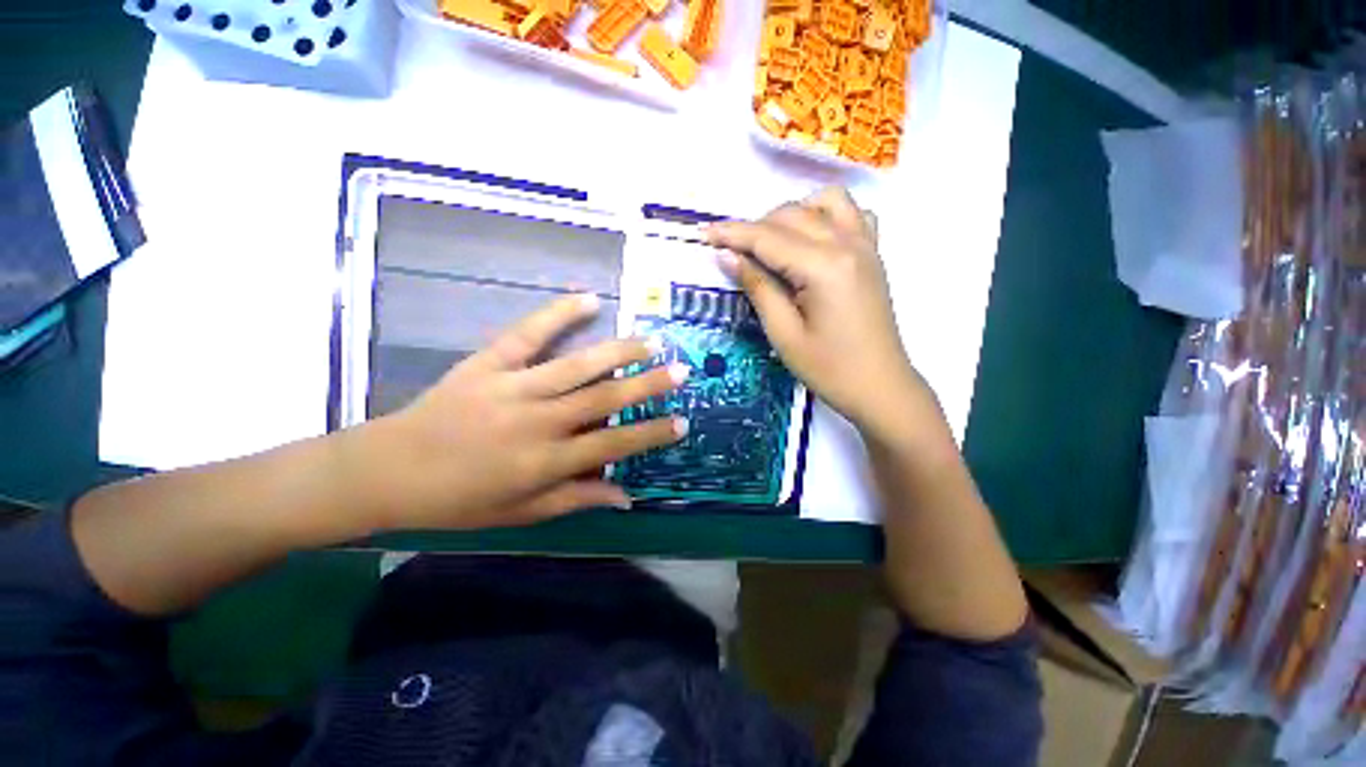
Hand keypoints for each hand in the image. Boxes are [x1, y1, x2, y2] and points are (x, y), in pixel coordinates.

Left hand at [353, 294, 688, 530]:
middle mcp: (537, 421)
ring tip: (651, 341)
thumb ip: (576, 499)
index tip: (681, 422)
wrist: (387, 471)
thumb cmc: (458, 501)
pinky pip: (527, 334)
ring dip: (619, 351)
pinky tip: (588, 300)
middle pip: (604, 398)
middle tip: (681, 370)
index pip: (614, 443)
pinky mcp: (488, 363)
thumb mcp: (520, 513)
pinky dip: (557, 314)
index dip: (651, 433)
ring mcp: (513, 387)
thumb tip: (626, 496)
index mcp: (545, 461)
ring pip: (578, 365)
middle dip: (648, 384)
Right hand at [707, 187, 929, 437]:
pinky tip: (811, 239)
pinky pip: (852, 213)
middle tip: (731, 252)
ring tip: (771, 243)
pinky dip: (825, 214)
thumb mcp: (783, 333)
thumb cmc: (828, 369)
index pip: (767, 238)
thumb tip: (728, 256)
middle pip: (792, 215)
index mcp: (824, 267)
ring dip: (791, 214)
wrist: (879, 386)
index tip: (704, 234)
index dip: (732, 234)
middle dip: (755, 227)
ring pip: (824, 201)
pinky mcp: (873, 253)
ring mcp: (866, 245)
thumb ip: (757, 287)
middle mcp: (848, 244)